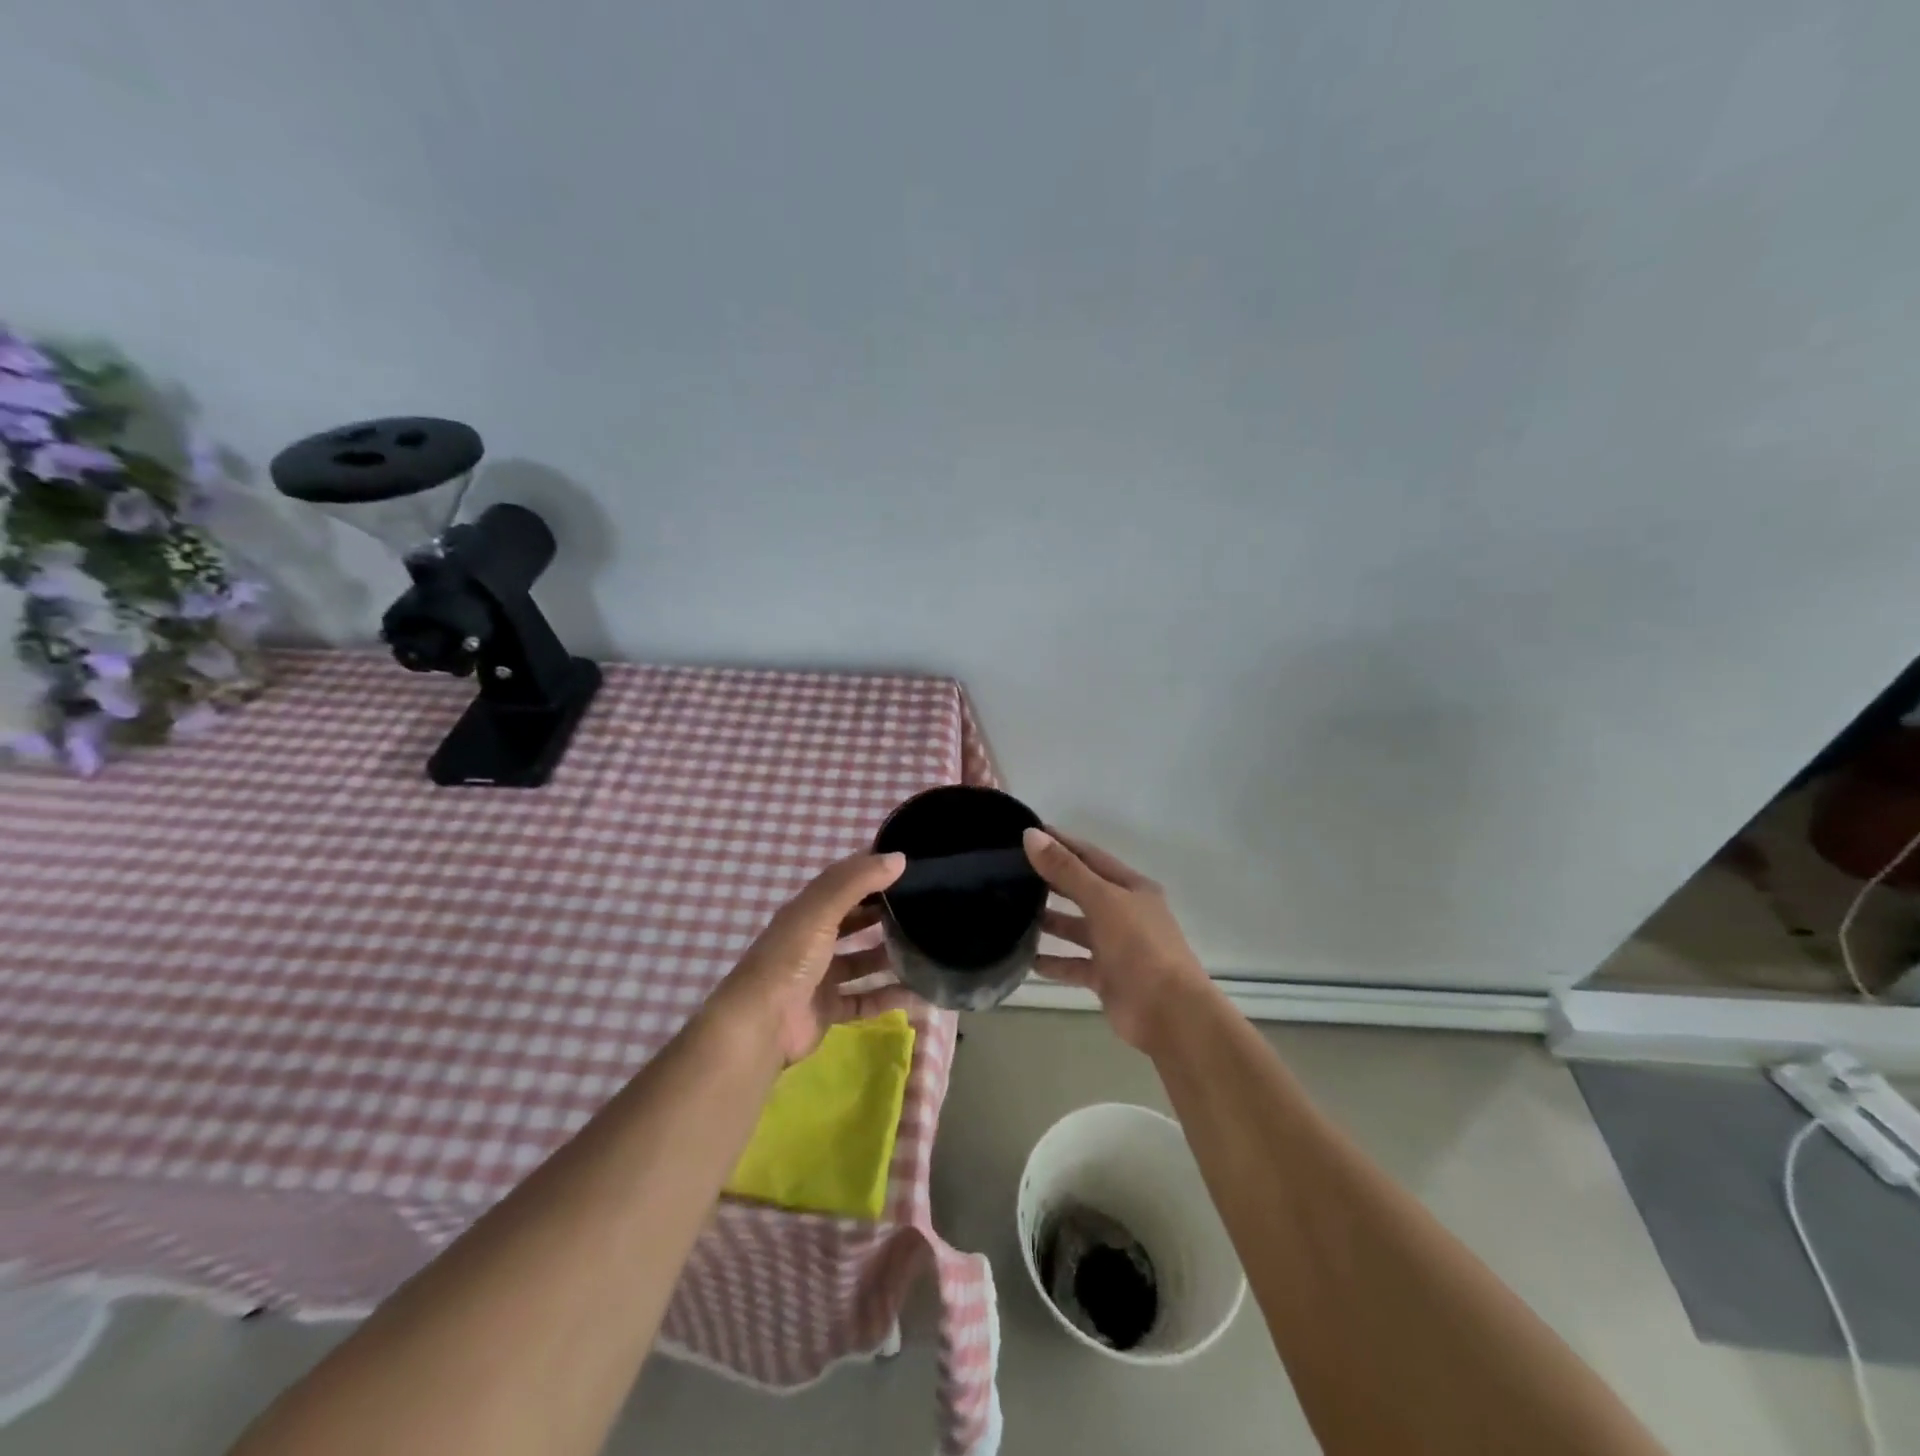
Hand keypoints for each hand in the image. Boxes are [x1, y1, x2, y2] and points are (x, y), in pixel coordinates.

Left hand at [707, 851, 907, 1065]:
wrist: (761, 1025)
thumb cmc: (790, 958)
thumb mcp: (821, 911)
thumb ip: (857, 881)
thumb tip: (899, 857)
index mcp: (807, 911)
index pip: (842, 881)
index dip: (870, 869)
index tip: (907, 863)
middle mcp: (812, 940)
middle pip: (853, 921)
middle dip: (882, 913)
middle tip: (923, 906)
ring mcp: (819, 976)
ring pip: (861, 961)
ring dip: (888, 956)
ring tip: (925, 948)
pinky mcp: (827, 1009)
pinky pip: (864, 999)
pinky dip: (887, 997)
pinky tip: (917, 992)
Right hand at [1024, 827, 1213, 1051]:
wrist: (1169, 1013)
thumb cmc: (1140, 947)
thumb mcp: (1103, 901)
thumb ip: (1066, 870)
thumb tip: (1032, 835)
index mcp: (1132, 888)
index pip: (1090, 856)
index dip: (1061, 843)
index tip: (1028, 833)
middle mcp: (1125, 913)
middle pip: (1082, 890)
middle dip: (1051, 881)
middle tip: (1011, 871)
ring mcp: (1117, 947)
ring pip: (1077, 928)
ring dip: (1049, 921)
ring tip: (1011, 912)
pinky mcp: (1107, 977)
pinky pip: (1074, 964)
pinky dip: (1053, 962)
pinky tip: (1025, 959)